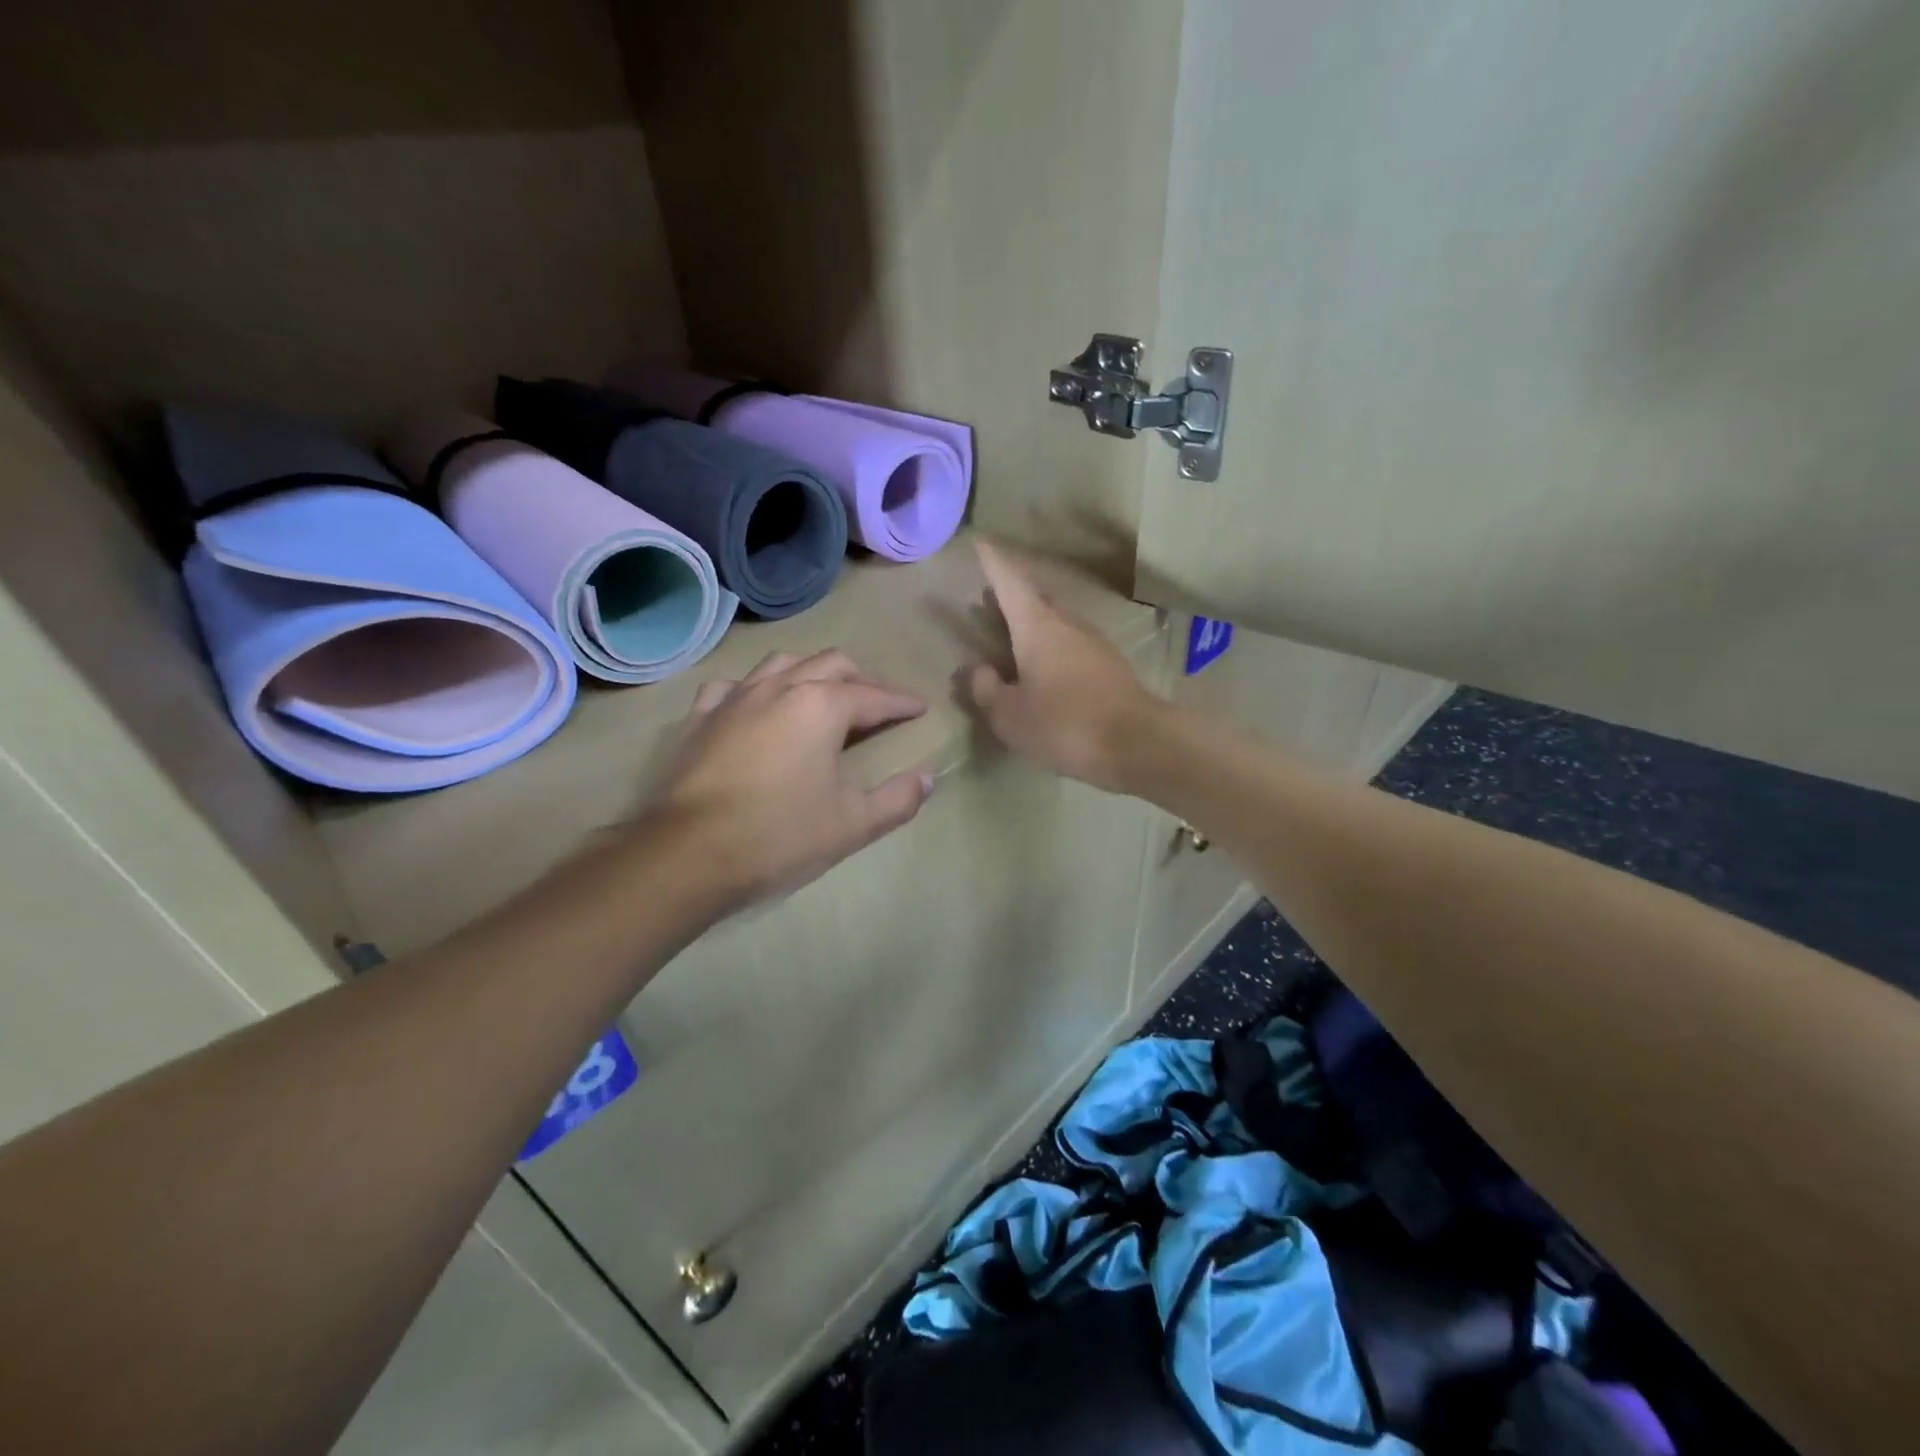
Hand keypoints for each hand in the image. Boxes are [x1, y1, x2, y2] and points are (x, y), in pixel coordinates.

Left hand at [652, 650, 934, 911]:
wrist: (688, 853)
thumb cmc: (779, 836)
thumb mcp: (853, 825)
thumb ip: (898, 799)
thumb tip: (928, 779)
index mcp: (822, 706)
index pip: (874, 696)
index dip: (901, 702)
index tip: (919, 708)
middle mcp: (781, 687)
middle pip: (832, 664)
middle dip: (861, 679)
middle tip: (877, 703)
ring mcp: (736, 697)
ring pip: (782, 663)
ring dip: (811, 672)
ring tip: (823, 694)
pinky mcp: (701, 716)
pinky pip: (733, 686)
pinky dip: (755, 689)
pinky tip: (756, 706)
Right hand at [966, 540, 1163, 792]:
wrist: (1138, 744)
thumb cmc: (1064, 724)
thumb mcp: (1009, 715)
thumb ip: (986, 689)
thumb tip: (976, 668)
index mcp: (1037, 626)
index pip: (1009, 581)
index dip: (992, 561)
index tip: (979, 540)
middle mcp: (1067, 624)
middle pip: (1034, 599)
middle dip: (1010, 595)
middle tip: (987, 598)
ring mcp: (1094, 642)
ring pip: (1055, 622)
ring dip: (1032, 623)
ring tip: (1011, 635)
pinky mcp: (1110, 666)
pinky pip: (1071, 645)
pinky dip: (1051, 647)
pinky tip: (1044, 669)